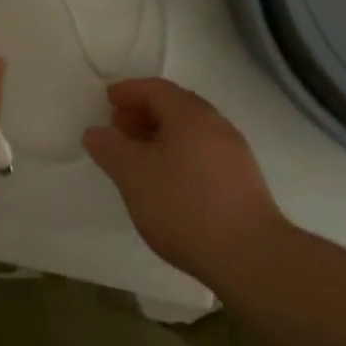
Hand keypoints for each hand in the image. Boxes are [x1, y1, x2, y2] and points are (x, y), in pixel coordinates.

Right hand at [83, 78, 287, 284]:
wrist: (250, 256)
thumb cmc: (184, 206)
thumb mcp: (133, 176)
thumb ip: (110, 148)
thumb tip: (95, 131)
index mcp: (190, 114)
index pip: (155, 89)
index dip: (128, 91)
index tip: (107, 101)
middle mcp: (216, 124)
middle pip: (175, 106)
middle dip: (143, 113)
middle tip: (118, 129)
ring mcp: (234, 152)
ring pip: (190, 131)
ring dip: (161, 135)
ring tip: (139, 158)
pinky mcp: (243, 180)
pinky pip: (203, 152)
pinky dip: (179, 153)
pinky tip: (167, 181)